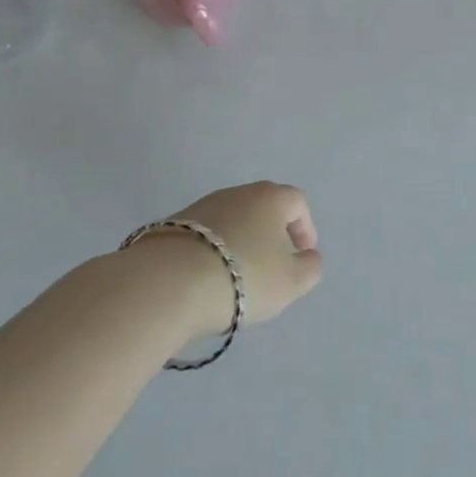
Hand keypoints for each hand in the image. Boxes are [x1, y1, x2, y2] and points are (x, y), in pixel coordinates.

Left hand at [138, 182, 322, 334]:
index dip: (305, 228)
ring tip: (236, 278)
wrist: (166, 283)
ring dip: (240, 244)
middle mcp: (238, 193)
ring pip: (232, 221)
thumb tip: (307, 257)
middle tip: (272, 266)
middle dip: (271, 235)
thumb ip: (309, 268)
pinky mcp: (172, 226)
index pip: (297, 203)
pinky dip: (211, 253)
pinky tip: (206, 280)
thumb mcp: (291, 282)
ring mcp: (201, 206)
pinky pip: (203, 237)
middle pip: (263, 208)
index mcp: (271, 198)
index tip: (302, 256)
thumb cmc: (242, 277)